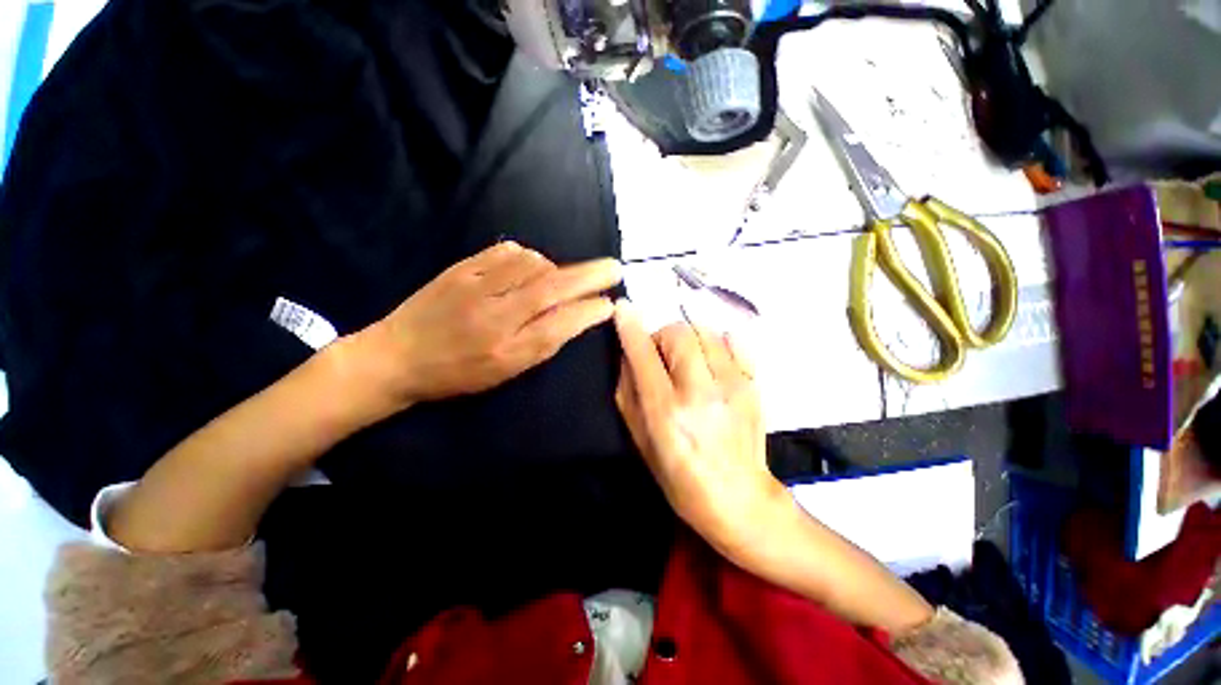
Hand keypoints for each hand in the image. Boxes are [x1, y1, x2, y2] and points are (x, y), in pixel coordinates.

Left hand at [362, 242, 620, 408]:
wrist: (396, 357)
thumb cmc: (457, 374)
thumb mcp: (505, 372)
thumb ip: (542, 343)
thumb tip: (576, 315)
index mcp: (506, 351)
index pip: (560, 325)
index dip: (589, 312)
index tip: (610, 303)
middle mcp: (494, 317)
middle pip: (552, 288)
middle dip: (590, 276)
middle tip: (615, 268)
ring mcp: (475, 287)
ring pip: (533, 264)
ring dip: (556, 268)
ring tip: (558, 278)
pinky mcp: (460, 268)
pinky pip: (506, 251)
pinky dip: (528, 255)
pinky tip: (530, 265)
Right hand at [613, 302, 788, 558]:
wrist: (737, 496)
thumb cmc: (678, 475)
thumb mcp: (640, 439)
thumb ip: (629, 390)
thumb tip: (628, 351)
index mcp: (667, 412)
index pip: (643, 355)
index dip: (630, 327)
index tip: (623, 308)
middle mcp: (700, 393)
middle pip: (679, 333)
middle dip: (662, 336)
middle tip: (661, 357)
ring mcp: (733, 386)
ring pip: (705, 331)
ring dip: (688, 339)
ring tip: (687, 361)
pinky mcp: (753, 384)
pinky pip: (734, 340)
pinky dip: (716, 342)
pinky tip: (711, 360)